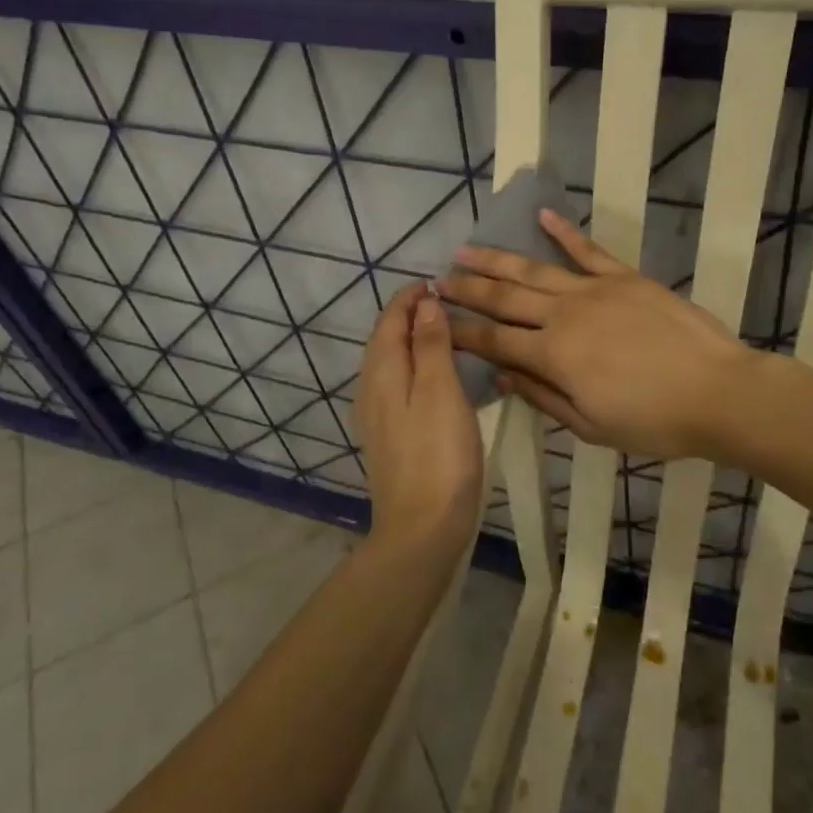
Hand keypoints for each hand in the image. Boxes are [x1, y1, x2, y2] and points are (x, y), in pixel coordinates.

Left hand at [355, 281, 483, 547]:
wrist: (421, 529)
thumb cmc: (438, 456)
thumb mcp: (441, 392)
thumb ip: (432, 345)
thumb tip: (425, 302)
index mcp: (383, 373)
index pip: (390, 321)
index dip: (410, 298)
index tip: (437, 283)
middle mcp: (371, 390)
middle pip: (383, 340)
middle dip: (407, 315)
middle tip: (441, 302)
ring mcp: (375, 417)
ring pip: (387, 363)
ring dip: (408, 341)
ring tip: (439, 331)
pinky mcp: (386, 438)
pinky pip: (393, 386)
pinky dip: (409, 366)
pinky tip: (429, 378)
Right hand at [439, 209, 754, 459]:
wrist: (718, 392)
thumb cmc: (653, 421)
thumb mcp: (591, 426)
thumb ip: (543, 397)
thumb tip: (502, 376)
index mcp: (553, 356)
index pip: (493, 340)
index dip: (461, 331)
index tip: (435, 321)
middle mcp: (564, 315)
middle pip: (504, 299)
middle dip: (467, 290)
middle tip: (437, 280)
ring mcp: (594, 290)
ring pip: (534, 270)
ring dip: (497, 259)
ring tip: (466, 249)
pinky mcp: (624, 277)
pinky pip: (587, 250)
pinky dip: (563, 232)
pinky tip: (541, 216)